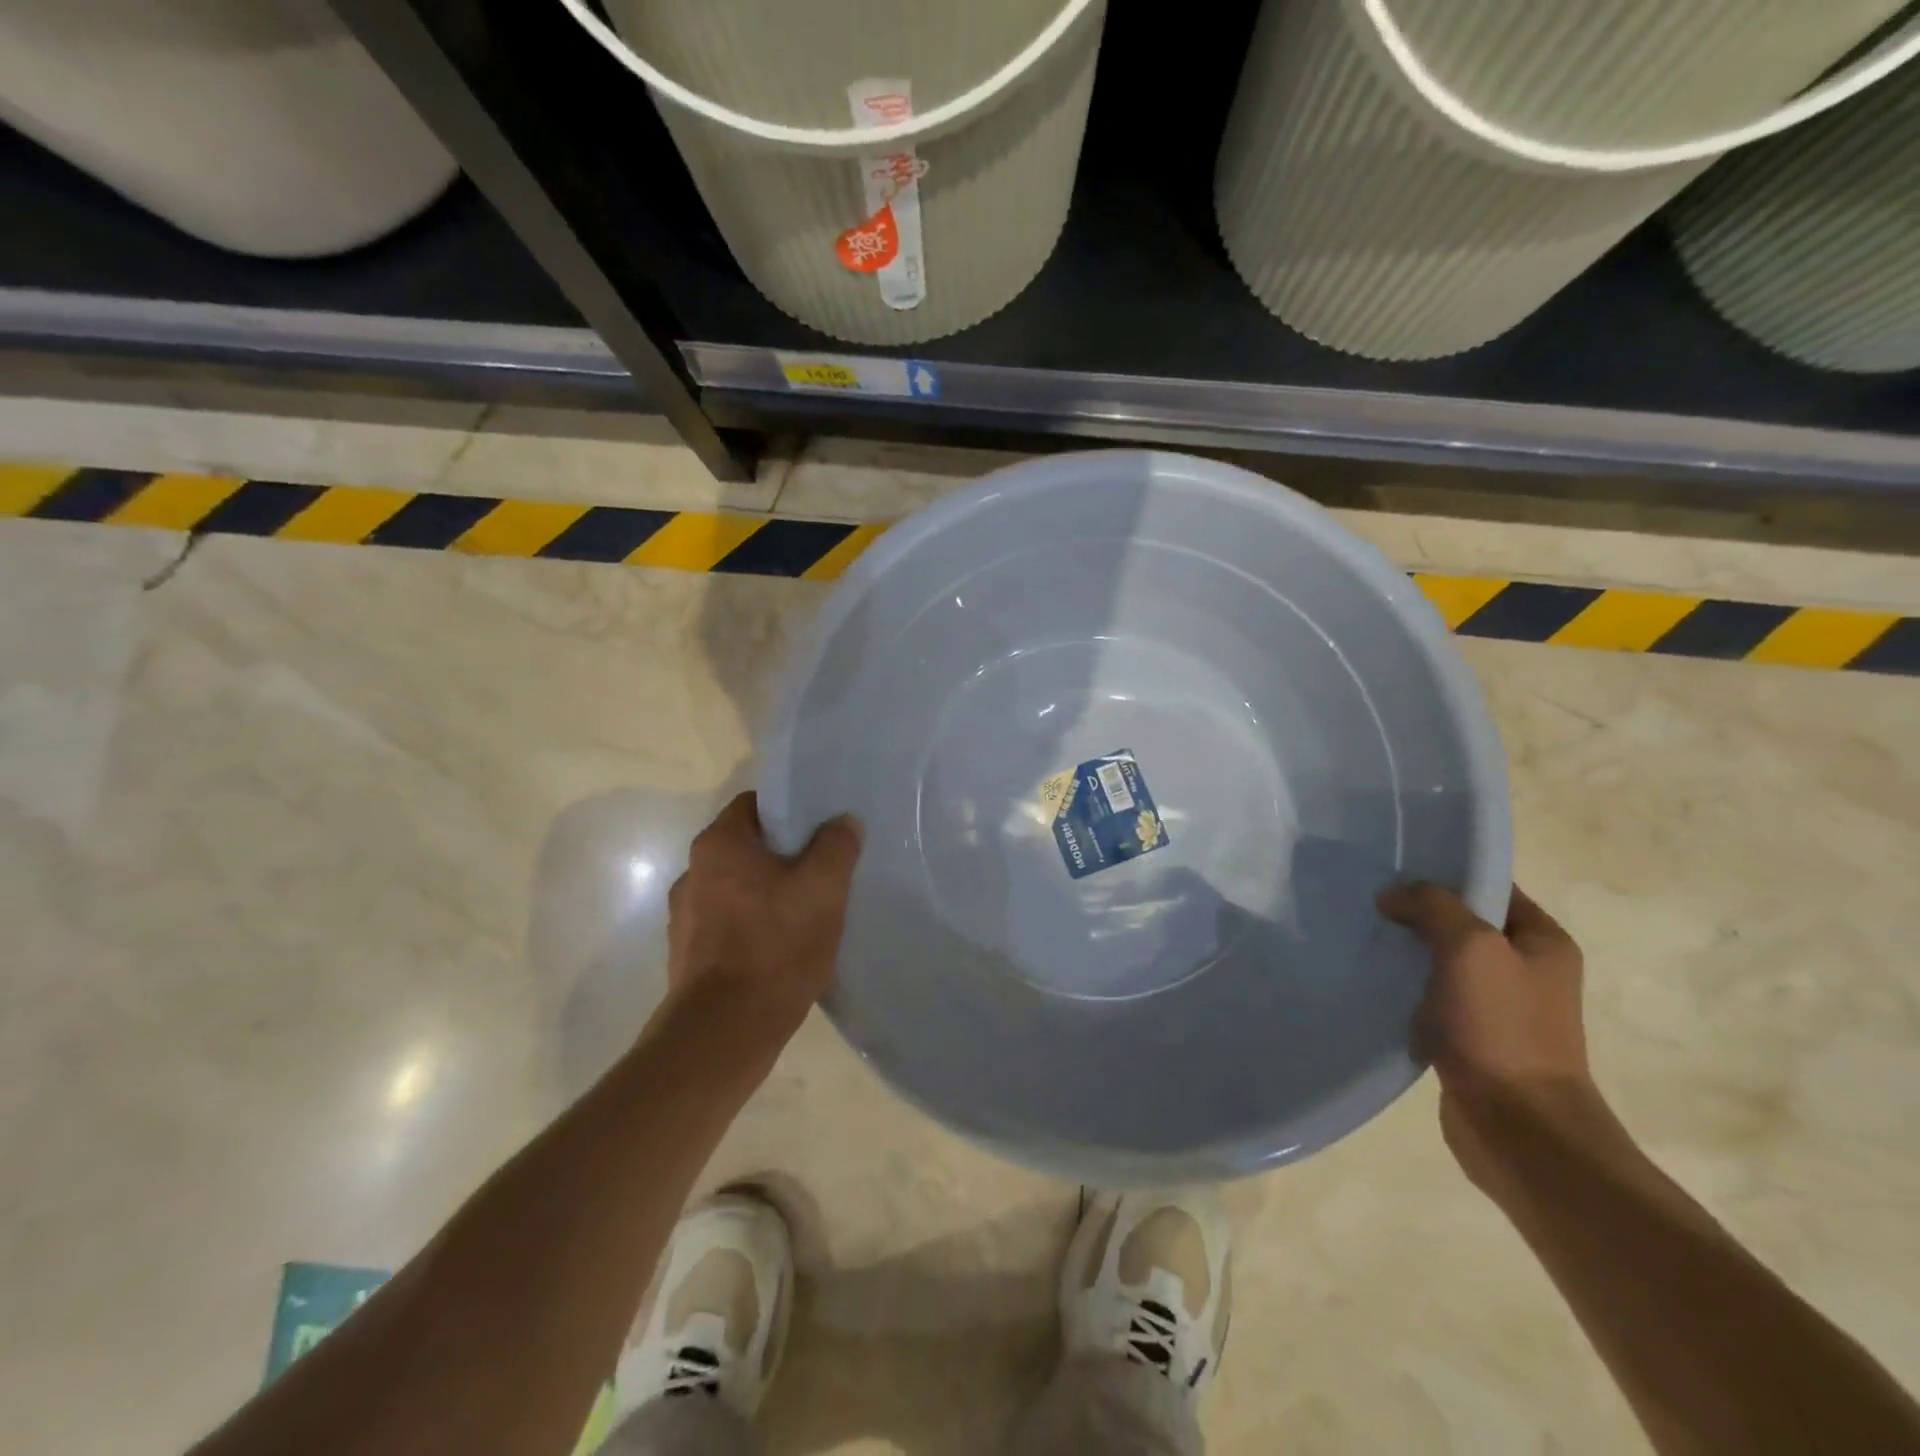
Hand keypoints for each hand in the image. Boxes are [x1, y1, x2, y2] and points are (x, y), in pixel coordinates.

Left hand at [666, 792, 862, 1033]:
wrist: (724, 1033)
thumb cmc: (775, 946)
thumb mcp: (823, 889)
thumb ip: (836, 846)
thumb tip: (843, 820)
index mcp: (718, 845)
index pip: (756, 804)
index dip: (791, 811)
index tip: (821, 829)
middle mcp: (692, 872)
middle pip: (748, 847)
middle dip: (785, 856)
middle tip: (823, 871)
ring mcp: (685, 917)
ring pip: (738, 888)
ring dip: (768, 894)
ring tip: (806, 914)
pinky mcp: (688, 954)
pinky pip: (729, 924)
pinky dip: (753, 926)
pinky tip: (781, 948)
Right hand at [1378, 882, 1600, 1188]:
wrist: (1518, 1127)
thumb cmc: (1502, 1028)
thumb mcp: (1469, 947)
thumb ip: (1432, 906)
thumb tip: (1394, 896)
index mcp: (1542, 941)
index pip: (1489, 887)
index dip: (1444, 874)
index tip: (1393, 869)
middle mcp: (1525, 970)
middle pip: (1461, 923)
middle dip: (1416, 913)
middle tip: (1369, 902)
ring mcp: (1498, 1007)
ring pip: (1441, 962)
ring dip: (1406, 953)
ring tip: (1363, 939)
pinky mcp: (1470, 1038)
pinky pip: (1430, 999)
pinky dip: (1404, 991)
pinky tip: (1373, 985)